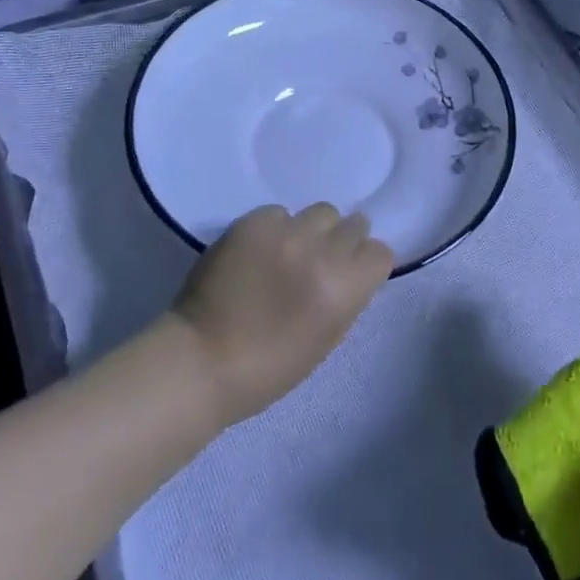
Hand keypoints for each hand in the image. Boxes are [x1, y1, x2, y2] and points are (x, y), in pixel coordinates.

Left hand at [170, 203, 393, 425]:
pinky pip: (280, 213)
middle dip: (342, 243)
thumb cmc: (268, 368)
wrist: (200, 360)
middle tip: (320, 262)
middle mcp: (320, 252)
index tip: (351, 276)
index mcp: (343, 288)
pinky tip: (258, 253)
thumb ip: (347, 298)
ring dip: (312, 231)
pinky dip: (275, 229)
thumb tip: (352, 270)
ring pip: (321, 212)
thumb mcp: (326, 340)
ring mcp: (285, 232)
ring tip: (289, 253)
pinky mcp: (252, 222)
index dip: (366, 265)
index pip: (380, 252)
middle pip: (354, 224)